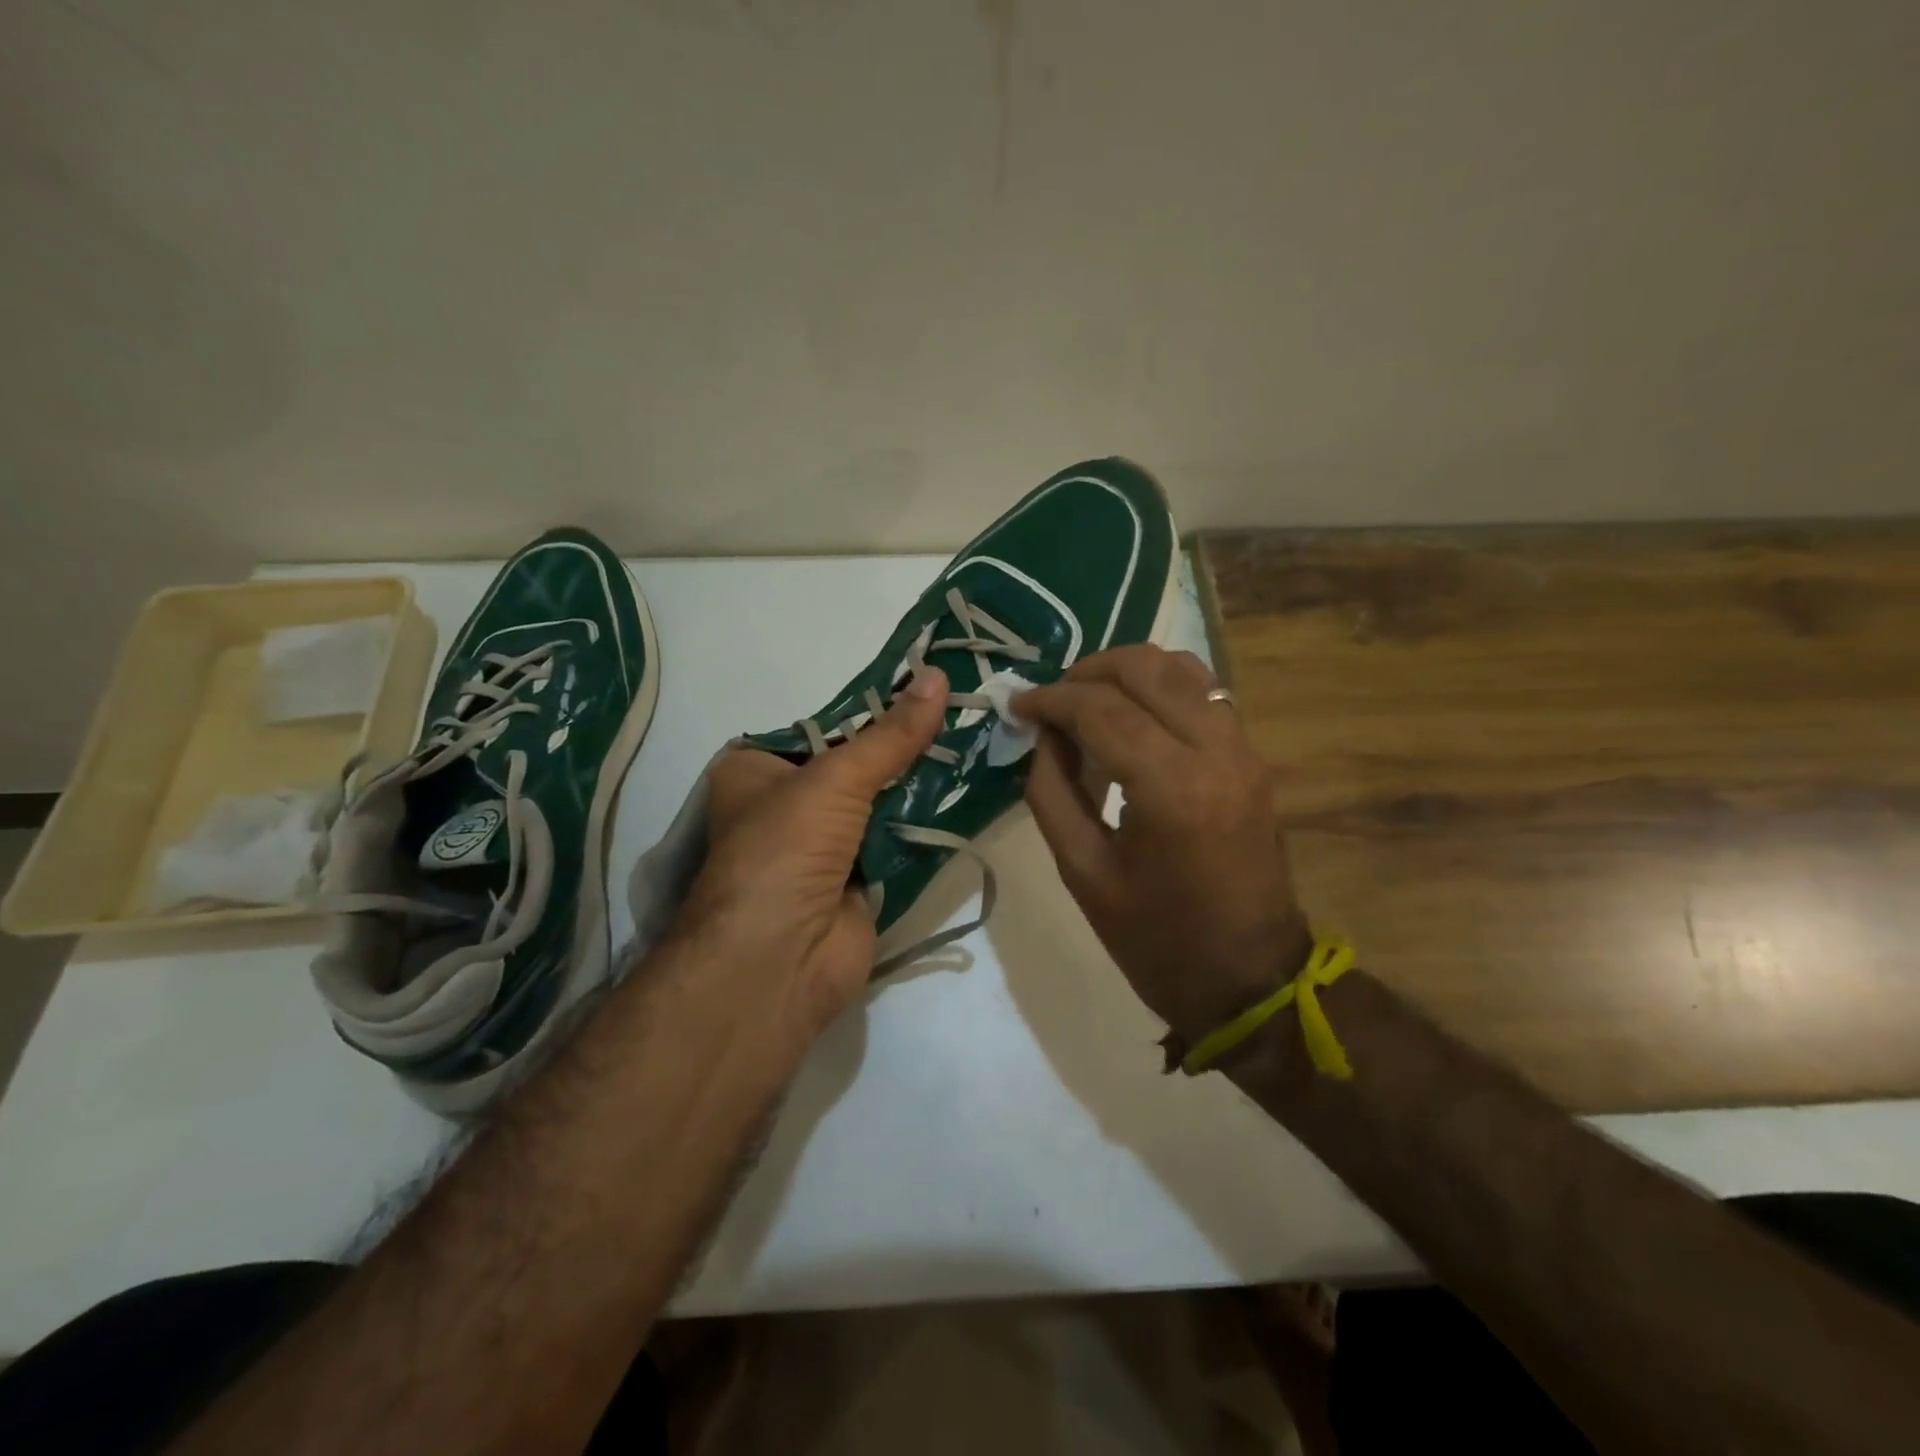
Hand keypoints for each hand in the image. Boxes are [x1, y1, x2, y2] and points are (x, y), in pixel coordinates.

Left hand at [676, 668, 950, 1049]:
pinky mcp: (857, 882)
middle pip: (855, 766)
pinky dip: (924, 826)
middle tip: (962, 714)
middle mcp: (786, 806)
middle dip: (902, 749)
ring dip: (919, 786)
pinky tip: (966, 795)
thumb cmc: (786, 848)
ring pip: (879, 804)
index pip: (822, 728)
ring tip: (975, 744)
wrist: (779, 960)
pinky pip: (896, 842)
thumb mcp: (836, 777)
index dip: (872, 712)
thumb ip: (891, 734)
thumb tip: (938, 676)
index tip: (926, 689)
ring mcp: (823, 847)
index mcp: (758, 771)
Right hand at [1015, 645, 1310, 1043]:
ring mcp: (1243, 750)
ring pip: (1182, 667)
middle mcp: (1215, 751)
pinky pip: (1205, 693)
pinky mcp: (1253, 758)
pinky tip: (1132, 716)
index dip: (1050, 698)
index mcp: (1170, 789)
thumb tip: (1042, 734)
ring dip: (1126, 672)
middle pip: (1145, 668)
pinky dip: (1161, 688)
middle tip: (1052, 702)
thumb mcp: (1082, 872)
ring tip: (1088, 702)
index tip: (1017, 705)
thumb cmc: (1157, 940)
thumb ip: (1051, 791)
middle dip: (1087, 672)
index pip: (1100, 708)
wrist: (1250, 979)